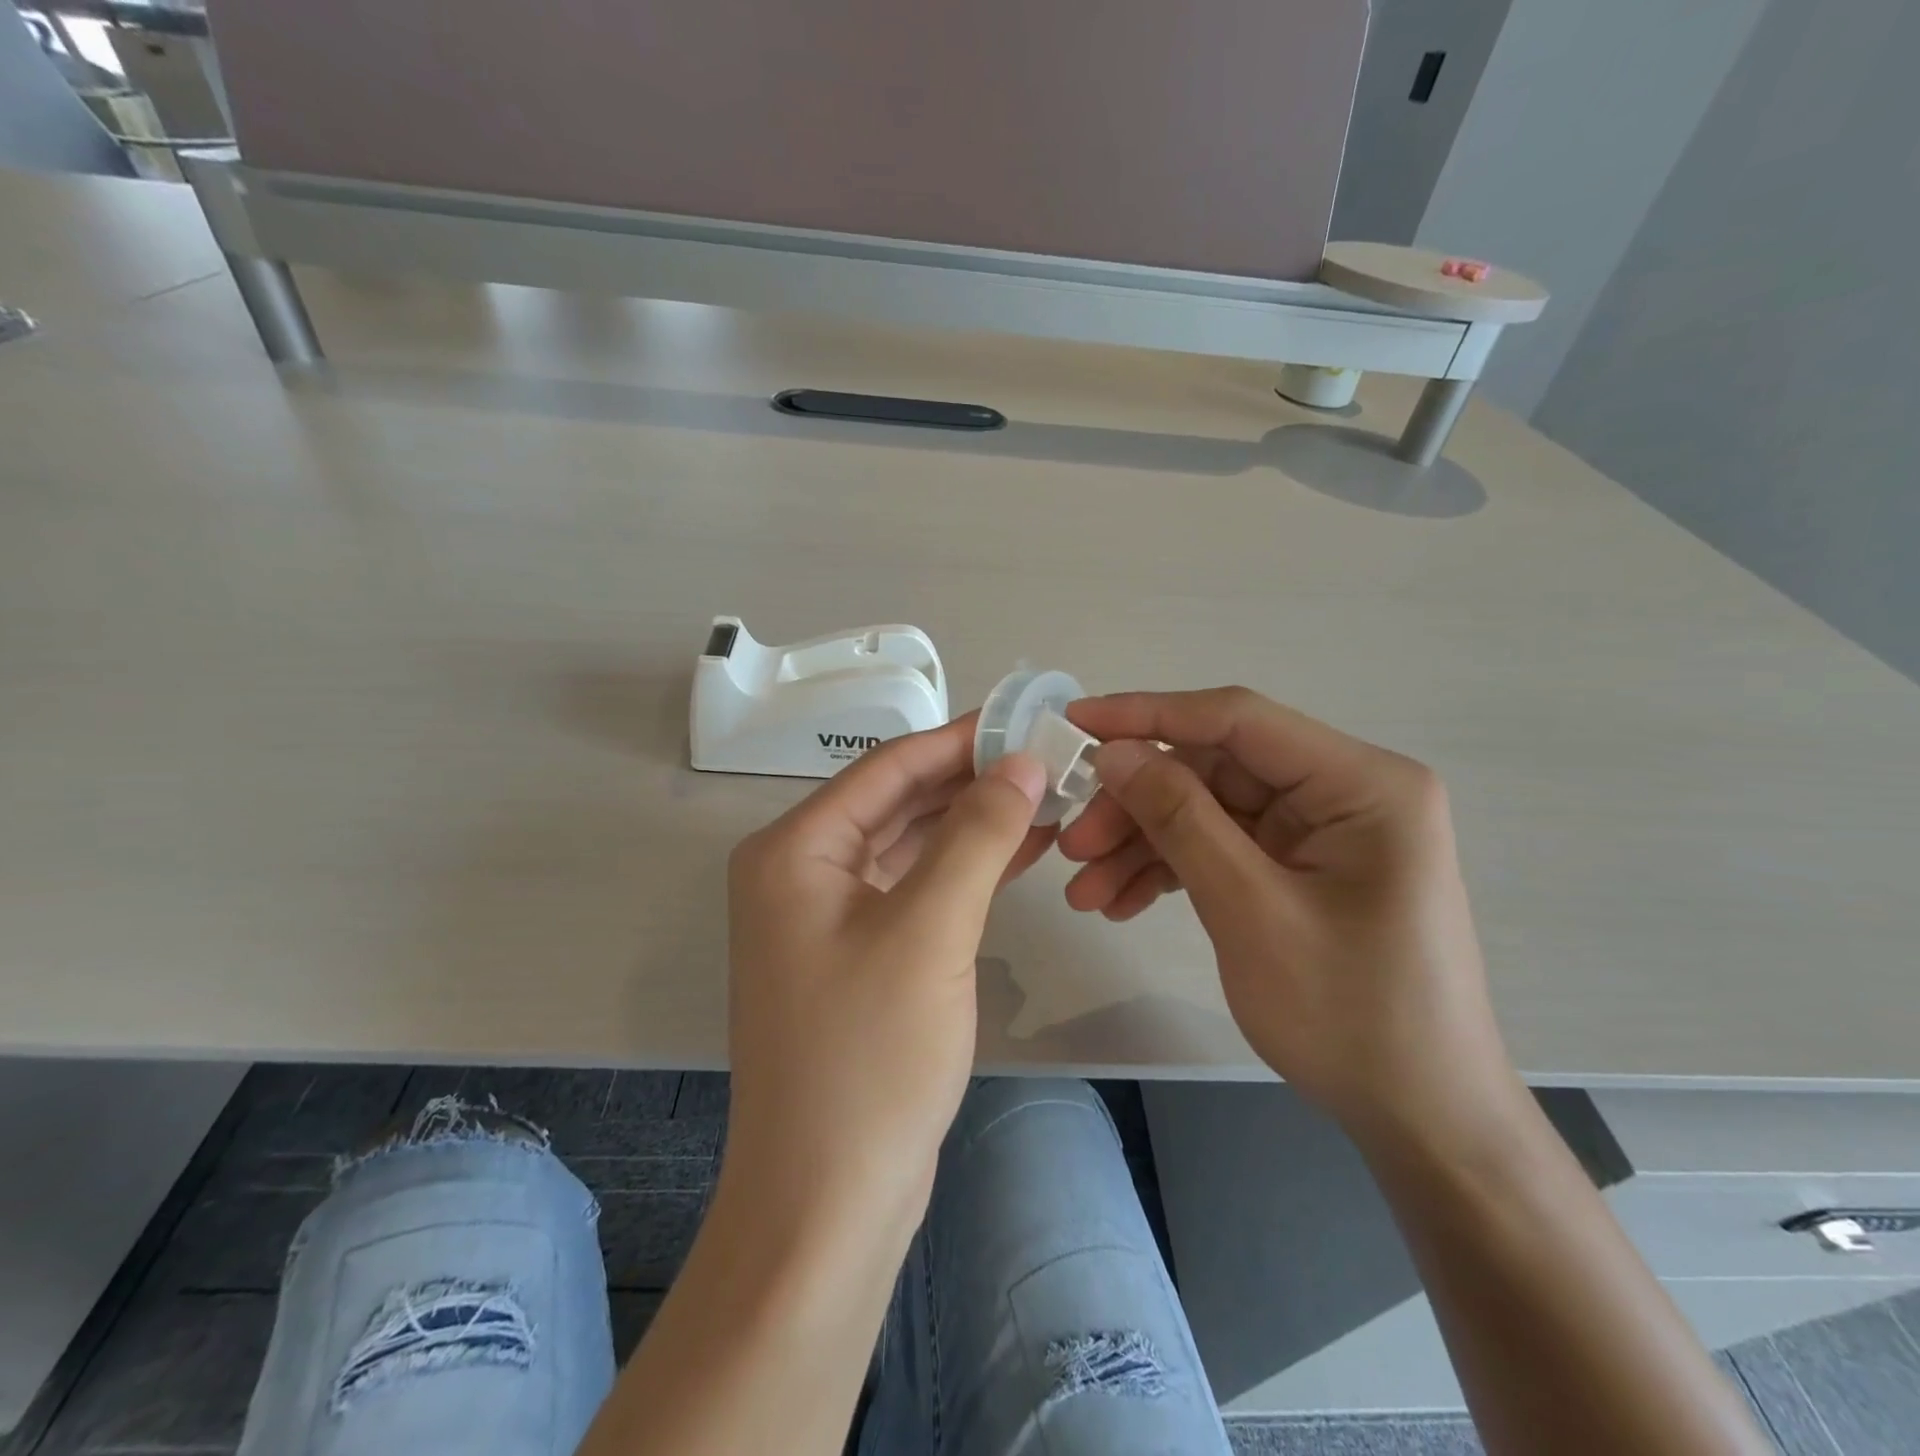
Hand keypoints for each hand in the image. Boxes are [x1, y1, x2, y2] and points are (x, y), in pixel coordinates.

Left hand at [723, 715, 1051, 1227]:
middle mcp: (800, 871)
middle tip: (1048, 758)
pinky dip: (962, 869)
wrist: (828, 1201)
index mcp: (795, 849)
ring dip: (973, 823)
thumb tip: (1020, 761)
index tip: (1026, 718)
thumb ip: (977, 835)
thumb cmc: (869, 1057)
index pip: (888, 768)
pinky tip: (1018, 852)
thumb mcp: (931, 930)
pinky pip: (913, 887)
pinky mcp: (856, 953)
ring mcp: (826, 915)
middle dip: (972, 780)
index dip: (960, 739)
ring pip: (910, 844)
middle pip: (898, 801)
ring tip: (1046, 798)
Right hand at [1058, 688, 1518, 1137]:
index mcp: (1361, 783)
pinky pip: (1222, 849)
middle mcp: (1343, 793)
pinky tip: (1122, 903)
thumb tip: (1113, 753)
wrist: (1420, 1119)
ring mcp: (1321, 833)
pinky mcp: (1300, 869)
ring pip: (1208, 812)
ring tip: (1085, 892)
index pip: (1237, 720)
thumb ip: (1180, 819)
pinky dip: (1170, 870)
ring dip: (1142, 845)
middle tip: (1071, 845)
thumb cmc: (1351, 1015)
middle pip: (1213, 771)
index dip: (1148, 714)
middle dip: (1136, 806)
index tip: (1075, 722)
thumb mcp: (1251, 911)